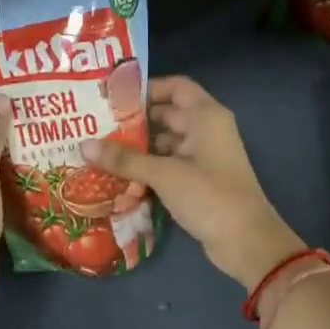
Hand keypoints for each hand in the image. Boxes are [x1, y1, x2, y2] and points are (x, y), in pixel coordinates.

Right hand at [82, 77, 301, 290]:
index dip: (146, 88)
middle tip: (96, 127)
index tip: (113, 98)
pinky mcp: (199, 182)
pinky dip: (147, 169)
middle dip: (134, 122)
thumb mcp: (163, 174)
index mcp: (206, 116)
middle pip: (166, 115)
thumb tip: (83, 145)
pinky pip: (168, 166)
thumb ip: (124, 159)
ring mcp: (204, 157)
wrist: (246, 241)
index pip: (175, 87)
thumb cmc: (209, 196)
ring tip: (100, 152)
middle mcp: (206, 130)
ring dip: (138, 149)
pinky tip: (119, 178)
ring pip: (165, 144)